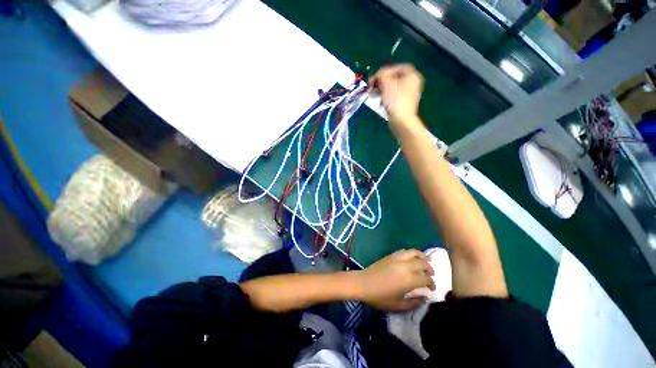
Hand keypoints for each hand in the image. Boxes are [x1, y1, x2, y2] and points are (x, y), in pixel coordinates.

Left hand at [355, 249, 434, 310]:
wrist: (363, 283)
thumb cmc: (380, 297)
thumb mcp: (398, 305)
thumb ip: (414, 303)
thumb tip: (424, 298)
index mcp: (408, 279)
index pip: (426, 278)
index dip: (432, 283)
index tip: (432, 289)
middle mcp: (405, 266)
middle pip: (423, 263)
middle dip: (430, 269)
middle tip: (431, 275)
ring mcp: (397, 258)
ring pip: (414, 253)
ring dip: (422, 257)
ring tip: (426, 262)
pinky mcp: (391, 255)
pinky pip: (404, 251)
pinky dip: (411, 253)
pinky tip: (412, 258)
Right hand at [369, 64, 423, 124]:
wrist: (401, 121)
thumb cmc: (395, 100)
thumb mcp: (387, 83)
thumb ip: (382, 74)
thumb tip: (379, 75)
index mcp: (412, 76)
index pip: (397, 68)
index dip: (385, 71)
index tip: (375, 78)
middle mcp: (412, 84)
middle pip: (394, 78)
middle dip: (381, 82)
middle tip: (372, 87)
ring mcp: (409, 95)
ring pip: (392, 88)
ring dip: (381, 91)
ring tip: (373, 96)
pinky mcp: (404, 105)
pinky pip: (393, 97)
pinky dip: (386, 98)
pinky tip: (380, 103)